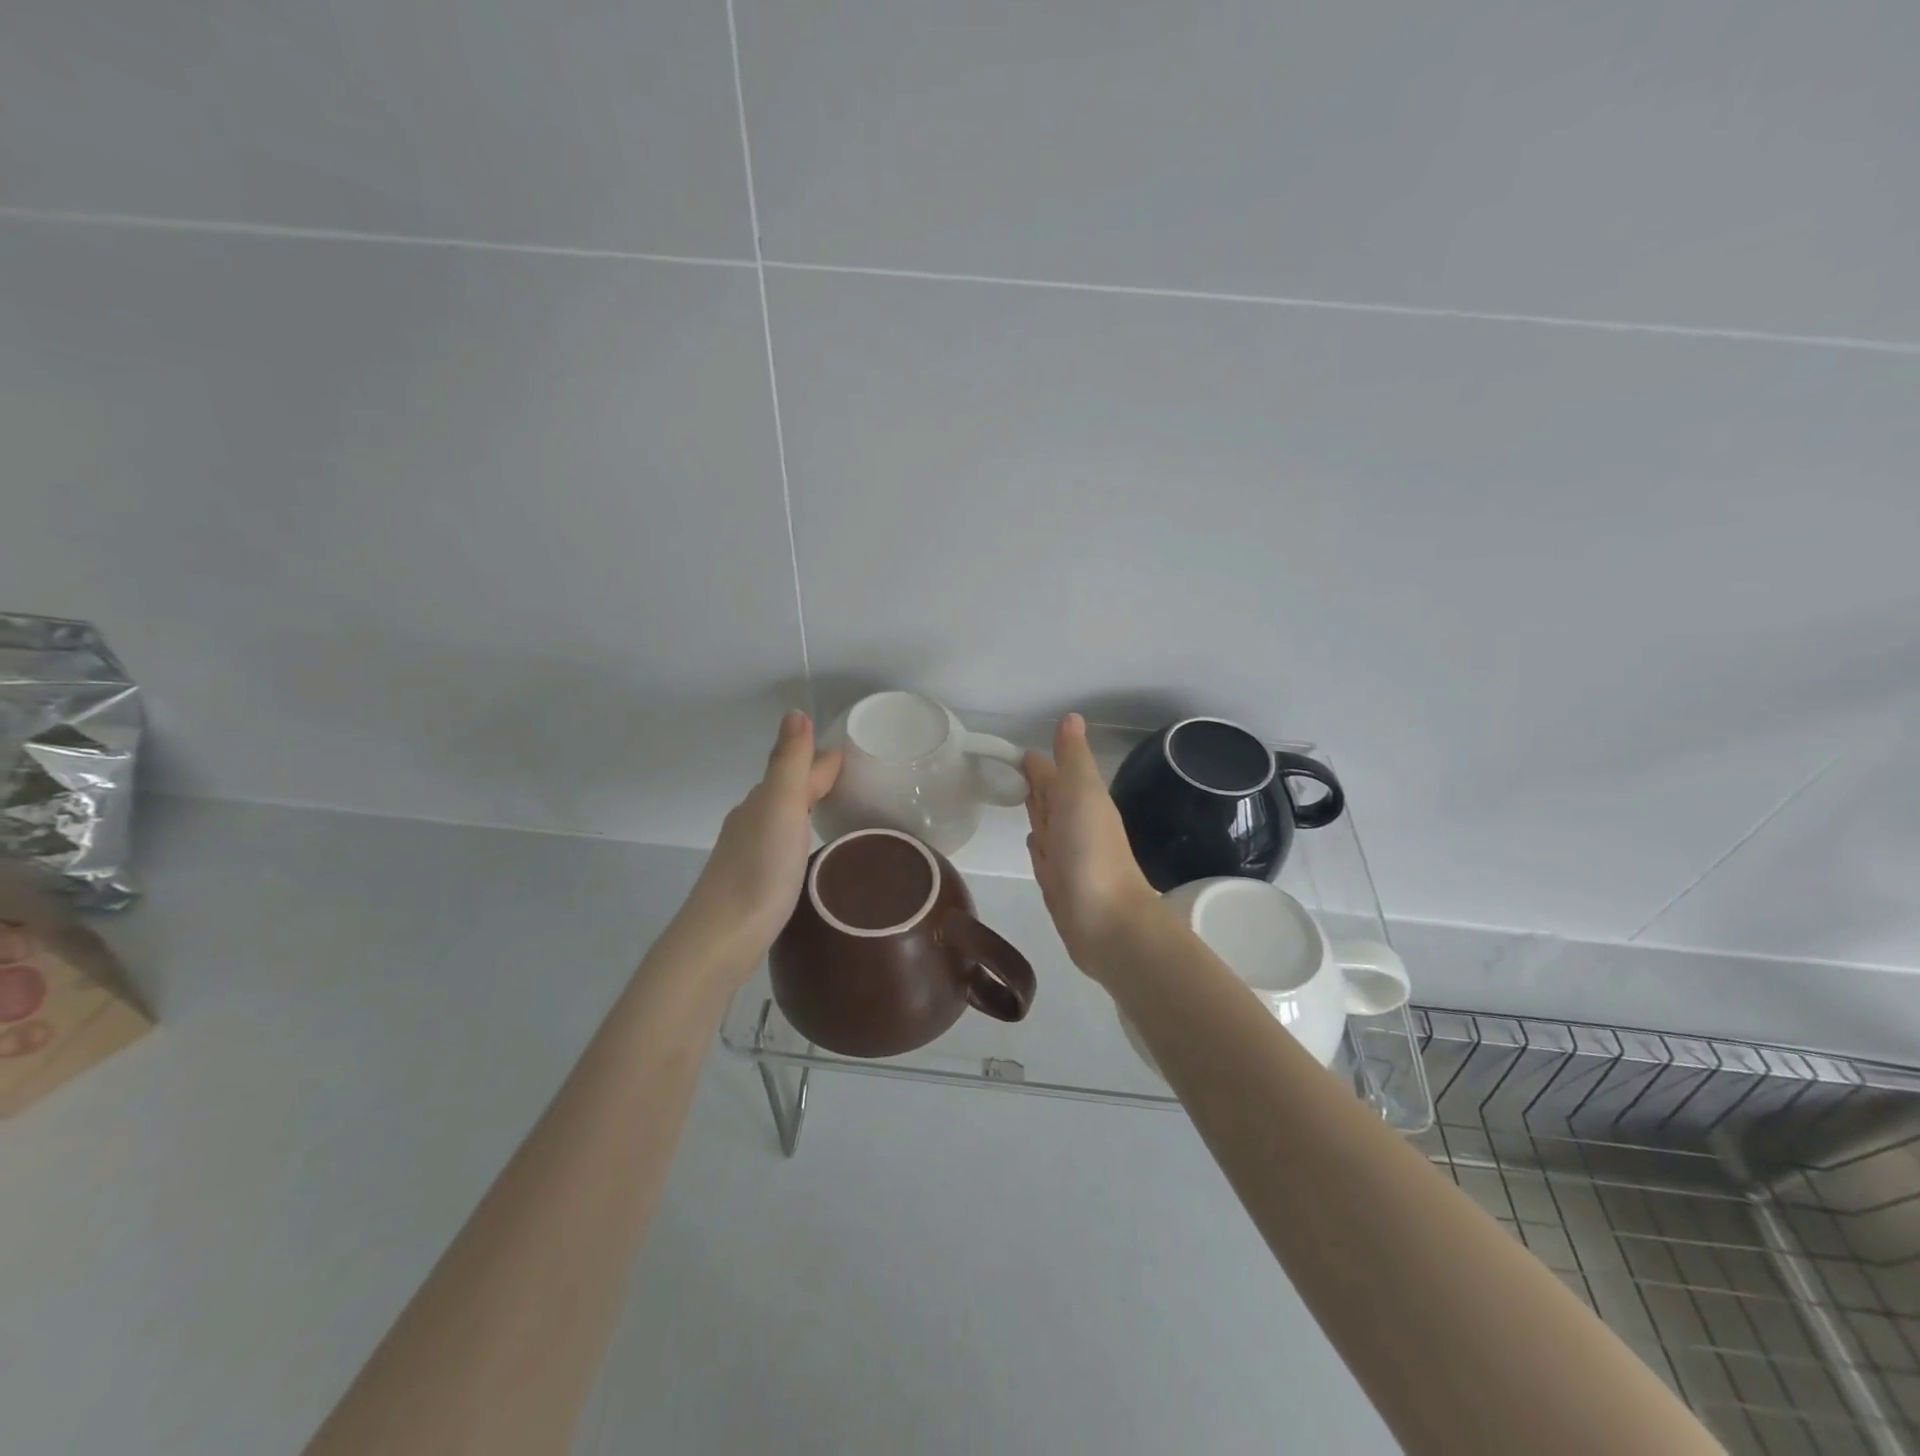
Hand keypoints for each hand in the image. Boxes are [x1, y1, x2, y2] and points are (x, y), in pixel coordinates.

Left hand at [676, 711, 841, 974]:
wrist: (721, 938)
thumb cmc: (759, 871)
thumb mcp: (781, 809)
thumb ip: (789, 763)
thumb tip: (795, 711)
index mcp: (763, 801)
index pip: (800, 769)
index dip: (827, 761)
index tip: (862, 759)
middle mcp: (752, 820)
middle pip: (790, 791)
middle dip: (818, 782)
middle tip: (859, 785)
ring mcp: (749, 852)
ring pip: (783, 819)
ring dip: (808, 810)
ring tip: (839, 815)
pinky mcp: (752, 882)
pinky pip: (782, 845)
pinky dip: (799, 838)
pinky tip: (808, 854)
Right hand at [1023, 714, 1159, 976]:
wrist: (1107, 924)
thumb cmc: (1090, 853)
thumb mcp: (1081, 794)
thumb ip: (1072, 759)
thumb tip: (1071, 716)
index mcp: (1081, 799)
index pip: (1051, 773)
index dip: (1035, 762)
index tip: (1010, 752)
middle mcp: (1075, 824)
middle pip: (1050, 797)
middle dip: (1035, 783)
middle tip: (1007, 771)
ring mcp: (1068, 855)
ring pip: (1046, 824)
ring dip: (1035, 810)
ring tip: (1015, 798)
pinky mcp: (1059, 882)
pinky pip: (1043, 854)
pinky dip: (1037, 844)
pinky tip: (1033, 841)